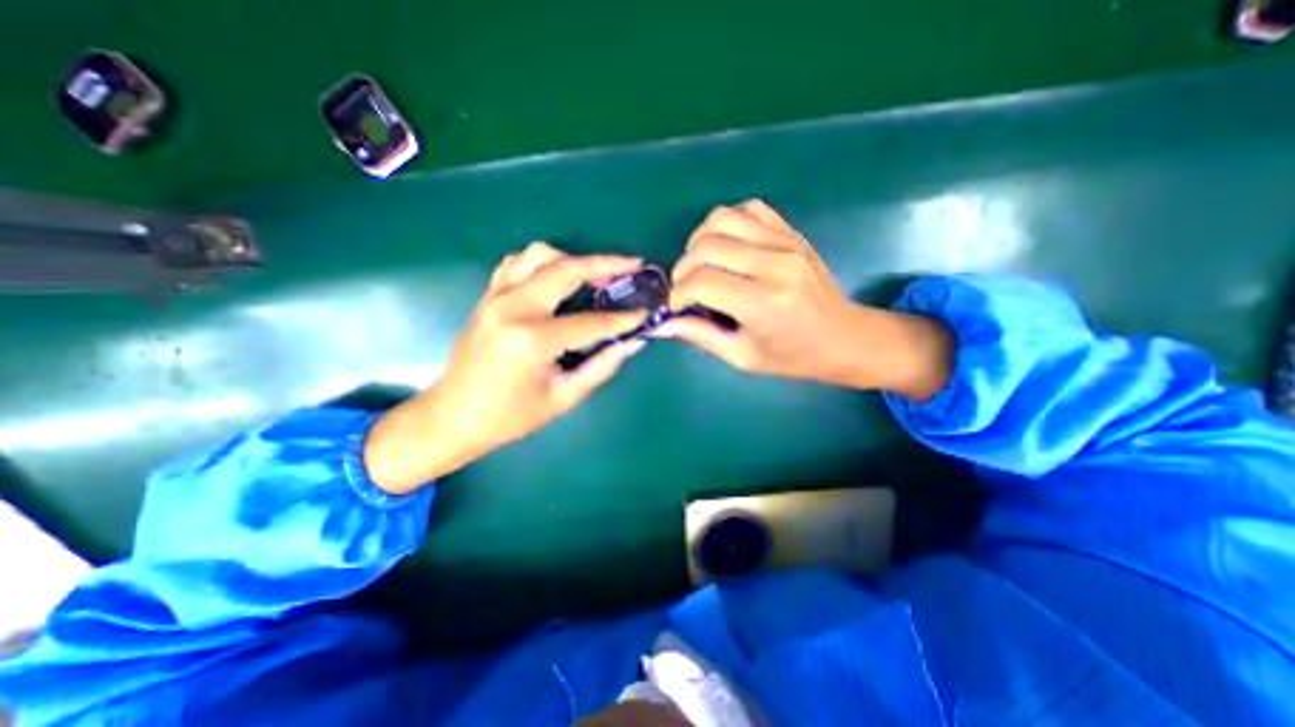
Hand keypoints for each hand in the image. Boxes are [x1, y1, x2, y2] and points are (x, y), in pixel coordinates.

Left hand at [364, 244, 646, 493]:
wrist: (452, 417)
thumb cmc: (510, 417)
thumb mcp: (563, 398)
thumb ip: (602, 366)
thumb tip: (633, 343)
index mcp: (532, 340)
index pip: (591, 322)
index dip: (623, 318)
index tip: (647, 312)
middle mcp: (512, 308)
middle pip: (565, 269)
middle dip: (605, 264)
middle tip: (632, 266)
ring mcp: (495, 297)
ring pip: (537, 255)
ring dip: (572, 259)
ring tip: (596, 274)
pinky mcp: (486, 297)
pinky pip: (516, 263)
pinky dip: (542, 263)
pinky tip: (557, 278)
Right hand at [660, 198, 947, 396]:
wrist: (843, 337)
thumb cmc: (792, 356)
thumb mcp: (742, 357)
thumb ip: (701, 336)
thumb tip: (662, 323)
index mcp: (763, 303)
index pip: (702, 283)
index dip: (677, 294)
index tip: (674, 306)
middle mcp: (774, 265)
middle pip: (706, 246)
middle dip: (683, 268)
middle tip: (686, 289)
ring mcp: (785, 242)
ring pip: (721, 218)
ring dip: (700, 241)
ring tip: (702, 265)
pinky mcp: (791, 232)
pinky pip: (748, 209)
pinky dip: (727, 223)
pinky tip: (728, 247)